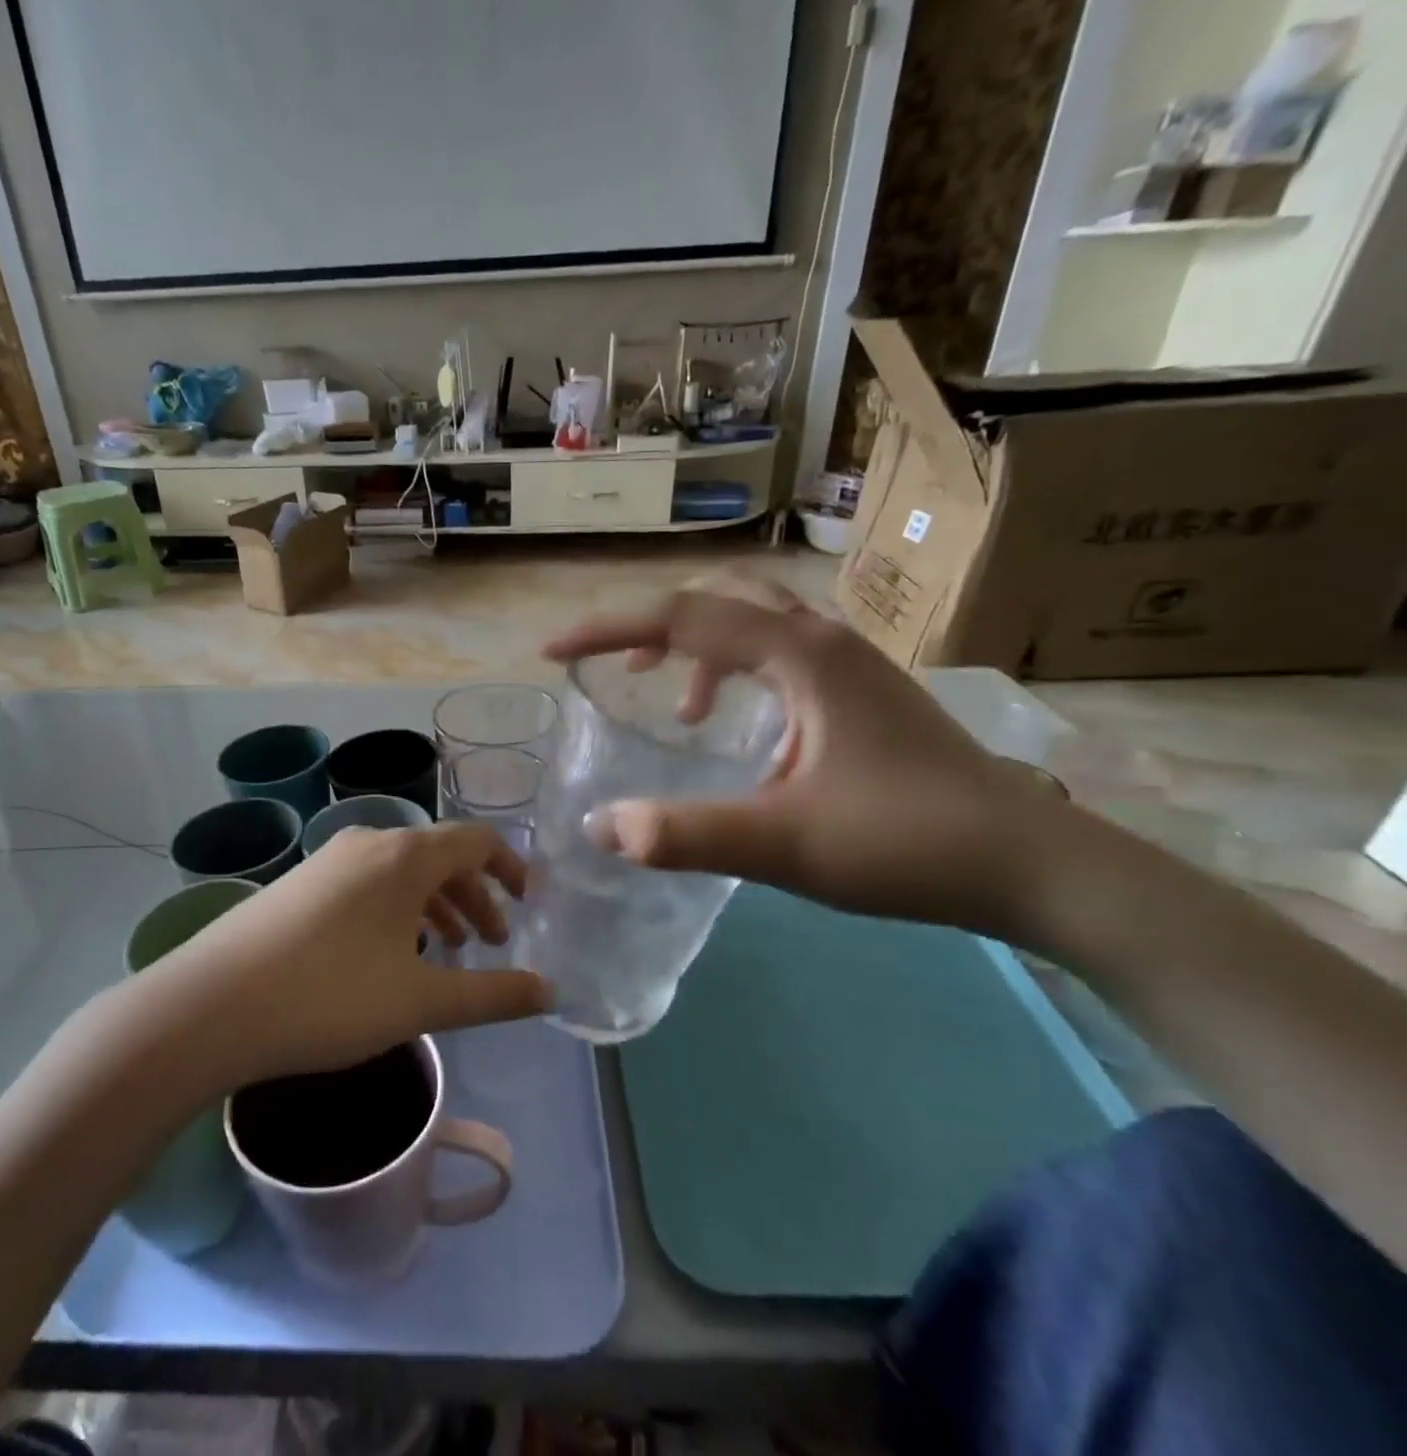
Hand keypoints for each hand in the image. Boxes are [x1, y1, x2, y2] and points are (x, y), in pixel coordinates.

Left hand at [136, 822, 550, 1089]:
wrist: (209, 1007)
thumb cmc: (328, 997)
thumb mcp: (420, 1001)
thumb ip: (490, 995)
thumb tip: (549, 992)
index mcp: (405, 856)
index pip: (477, 841)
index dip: (511, 868)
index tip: (529, 903)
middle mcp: (368, 843)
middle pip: (440, 856)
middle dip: (475, 896)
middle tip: (490, 943)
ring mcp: (327, 861)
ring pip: (400, 872)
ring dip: (435, 904)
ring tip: (447, 950)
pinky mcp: (298, 884)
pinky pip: (366, 884)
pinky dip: (396, 909)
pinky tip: (387, 953)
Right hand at [542, 586, 1068, 934]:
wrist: (1030, 864)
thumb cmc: (907, 842)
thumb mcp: (783, 845)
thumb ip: (685, 835)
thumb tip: (600, 829)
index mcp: (801, 655)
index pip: (682, 617)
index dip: (608, 630)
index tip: (553, 652)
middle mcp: (824, 640)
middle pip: (721, 596)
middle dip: (657, 626)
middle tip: (619, 670)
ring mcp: (851, 664)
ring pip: (756, 621)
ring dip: (701, 648)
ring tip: (674, 705)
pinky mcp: (864, 692)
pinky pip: (782, 656)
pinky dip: (739, 675)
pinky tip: (742, 732)